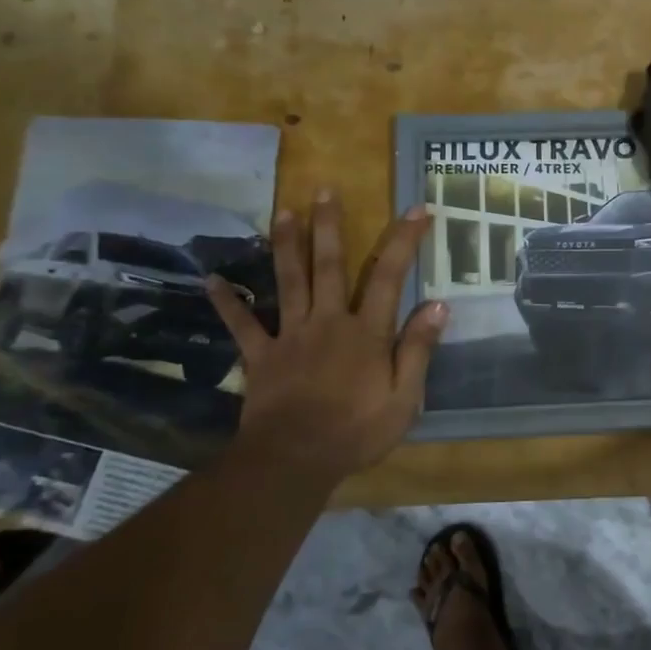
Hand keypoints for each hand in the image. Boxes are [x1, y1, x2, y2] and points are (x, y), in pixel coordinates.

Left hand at [206, 193, 447, 486]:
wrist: (295, 459)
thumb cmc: (358, 431)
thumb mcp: (405, 397)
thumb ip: (418, 349)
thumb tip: (439, 305)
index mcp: (367, 332)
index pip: (389, 276)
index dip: (404, 240)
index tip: (417, 209)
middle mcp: (328, 322)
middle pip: (329, 265)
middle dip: (329, 226)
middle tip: (324, 190)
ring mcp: (290, 336)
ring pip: (288, 282)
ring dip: (285, 245)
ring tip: (283, 212)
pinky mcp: (260, 356)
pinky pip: (242, 325)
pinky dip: (227, 302)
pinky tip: (211, 280)